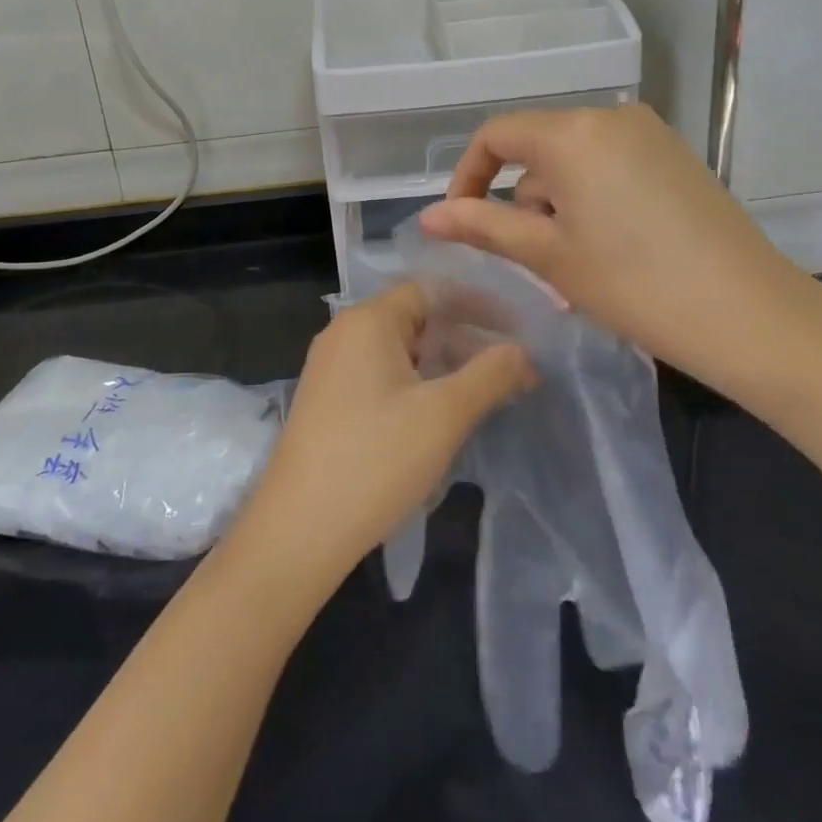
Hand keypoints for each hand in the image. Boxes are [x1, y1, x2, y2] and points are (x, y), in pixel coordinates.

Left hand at [240, 282, 531, 585]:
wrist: (298, 531)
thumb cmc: (375, 461)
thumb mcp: (444, 415)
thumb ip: (490, 375)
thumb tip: (523, 351)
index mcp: (367, 320)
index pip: (431, 290)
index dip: (478, 306)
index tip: (517, 331)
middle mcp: (343, 333)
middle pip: (415, 318)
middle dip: (463, 338)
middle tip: (508, 368)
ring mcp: (330, 368)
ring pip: (398, 351)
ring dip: (441, 365)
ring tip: (482, 393)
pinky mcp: (327, 402)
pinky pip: (379, 376)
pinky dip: (414, 385)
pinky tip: (438, 416)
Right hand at [418, 104, 821, 405]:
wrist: (749, 313)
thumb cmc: (633, 283)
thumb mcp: (548, 255)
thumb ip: (483, 227)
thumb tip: (428, 216)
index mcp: (572, 132)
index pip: (496, 136)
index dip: (468, 176)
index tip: (461, 222)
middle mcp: (610, 116)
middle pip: (537, 150)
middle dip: (521, 201)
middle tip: (531, 262)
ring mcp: (650, 134)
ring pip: (574, 162)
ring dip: (557, 207)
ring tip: (572, 269)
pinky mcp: (676, 157)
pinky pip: (610, 168)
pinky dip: (591, 202)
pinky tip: (608, 251)